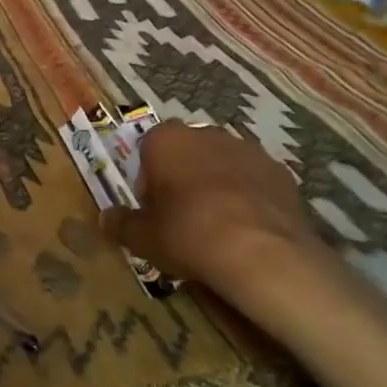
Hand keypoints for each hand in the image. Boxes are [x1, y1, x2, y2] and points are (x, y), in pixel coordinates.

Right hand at [101, 123, 332, 294]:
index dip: (148, 180)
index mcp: (167, 140)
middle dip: (183, 177)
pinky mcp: (280, 171)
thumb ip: (122, 224)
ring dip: (216, 185)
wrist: (262, 253)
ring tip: (217, 227)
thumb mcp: (143, 238)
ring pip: (222, 164)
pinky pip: (254, 181)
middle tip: (181, 218)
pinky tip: (247, 231)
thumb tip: (105, 218)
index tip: (152, 209)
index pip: (148, 148)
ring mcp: (248, 149)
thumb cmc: (189, 235)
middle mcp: (207, 133)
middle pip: (187, 152)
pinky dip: (248, 198)